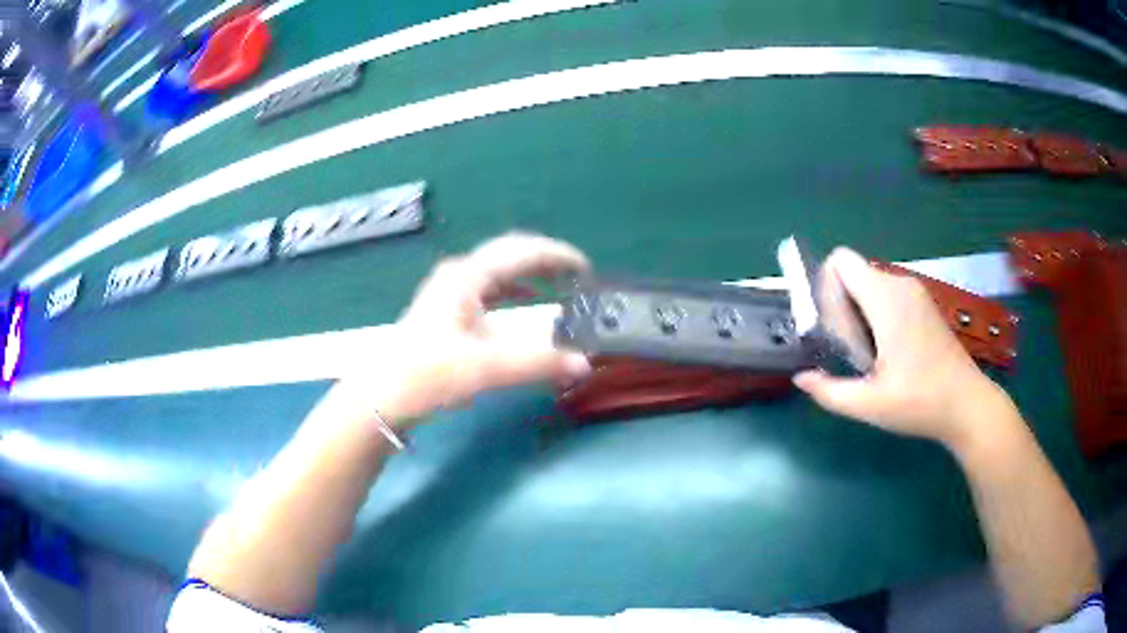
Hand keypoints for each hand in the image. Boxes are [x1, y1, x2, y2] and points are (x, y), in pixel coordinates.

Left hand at [341, 233, 592, 427]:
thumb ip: (537, 363)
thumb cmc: (428, 374)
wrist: (383, 396)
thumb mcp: (485, 369)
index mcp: (468, 276)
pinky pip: (490, 289)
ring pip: (499, 270)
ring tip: (561, 284)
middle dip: (546, 259)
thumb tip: (585, 363)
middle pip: (510, 253)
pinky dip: (515, 291)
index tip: (587, 270)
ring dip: (531, 273)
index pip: (522, 252)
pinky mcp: (447, 310)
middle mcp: (459, 275)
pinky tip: (527, 303)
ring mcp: (450, 291)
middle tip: (578, 275)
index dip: (558, 256)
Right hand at [793, 248, 1006, 449]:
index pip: (842, 261)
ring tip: (866, 355)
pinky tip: (885, 352)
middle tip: (845, 348)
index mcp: (886, 299)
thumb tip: (800, 378)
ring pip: (869, 286)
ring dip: (858, 313)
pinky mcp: (923, 305)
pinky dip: (876, 315)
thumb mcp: (869, 405)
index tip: (829, 325)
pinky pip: (887, 295)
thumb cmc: (920, 402)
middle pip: (853, 275)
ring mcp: (915, 293)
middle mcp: (900, 285)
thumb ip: (829, 391)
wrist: (967, 405)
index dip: (825, 286)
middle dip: (840, 305)